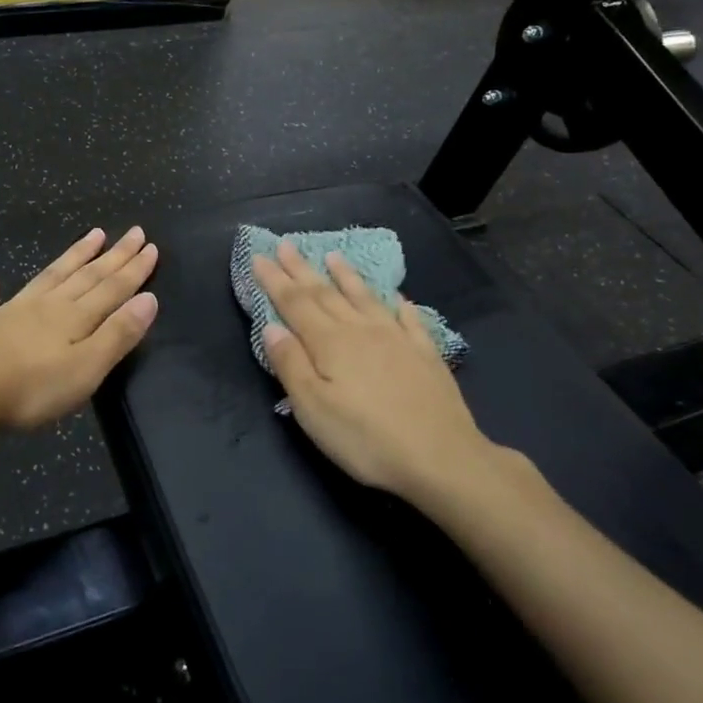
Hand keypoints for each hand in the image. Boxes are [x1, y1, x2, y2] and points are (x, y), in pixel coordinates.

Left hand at [0, 226, 159, 428]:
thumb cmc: (30, 386)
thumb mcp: (85, 367)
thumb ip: (117, 334)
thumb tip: (148, 299)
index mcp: (74, 317)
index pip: (112, 287)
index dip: (133, 269)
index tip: (150, 246)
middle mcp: (46, 306)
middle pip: (86, 275)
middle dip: (113, 255)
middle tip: (133, 232)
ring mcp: (10, 313)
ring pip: (48, 278)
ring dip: (72, 257)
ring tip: (91, 236)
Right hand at [252, 241, 487, 501]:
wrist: (442, 457)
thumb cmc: (366, 439)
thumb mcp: (313, 409)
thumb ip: (290, 364)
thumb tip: (271, 326)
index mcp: (330, 343)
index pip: (294, 303)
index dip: (274, 279)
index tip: (259, 255)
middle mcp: (361, 330)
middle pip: (325, 293)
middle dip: (302, 269)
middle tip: (286, 244)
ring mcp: (397, 338)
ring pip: (365, 298)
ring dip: (346, 276)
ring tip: (333, 256)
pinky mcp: (425, 354)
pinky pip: (409, 319)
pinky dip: (398, 305)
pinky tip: (397, 298)